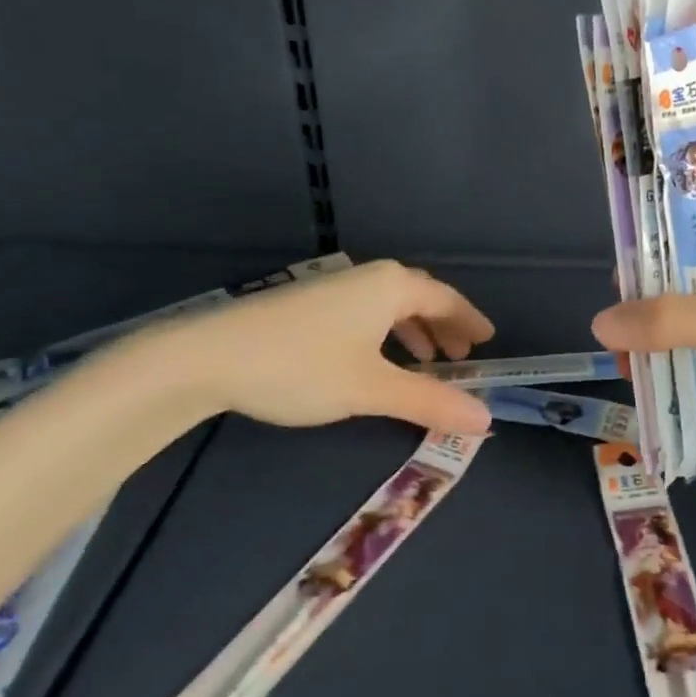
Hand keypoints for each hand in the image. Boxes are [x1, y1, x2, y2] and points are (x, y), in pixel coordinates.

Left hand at [148, 260, 496, 434]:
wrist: (206, 356)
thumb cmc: (301, 366)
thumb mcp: (372, 389)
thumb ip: (430, 401)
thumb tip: (484, 417)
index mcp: (392, 287)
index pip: (447, 300)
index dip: (471, 321)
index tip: (490, 339)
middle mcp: (369, 278)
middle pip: (421, 299)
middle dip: (444, 328)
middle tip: (463, 356)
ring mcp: (336, 289)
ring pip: (391, 307)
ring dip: (414, 333)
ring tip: (425, 362)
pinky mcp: (309, 305)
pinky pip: (367, 313)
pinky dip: (386, 334)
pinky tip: (375, 359)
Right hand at [591, 224, 695, 480]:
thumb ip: (670, 320)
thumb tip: (600, 323)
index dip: (655, 255)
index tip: (618, 287)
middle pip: (693, 287)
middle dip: (654, 314)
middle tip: (618, 343)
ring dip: (669, 349)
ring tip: (631, 372)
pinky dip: (691, 375)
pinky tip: (660, 392)